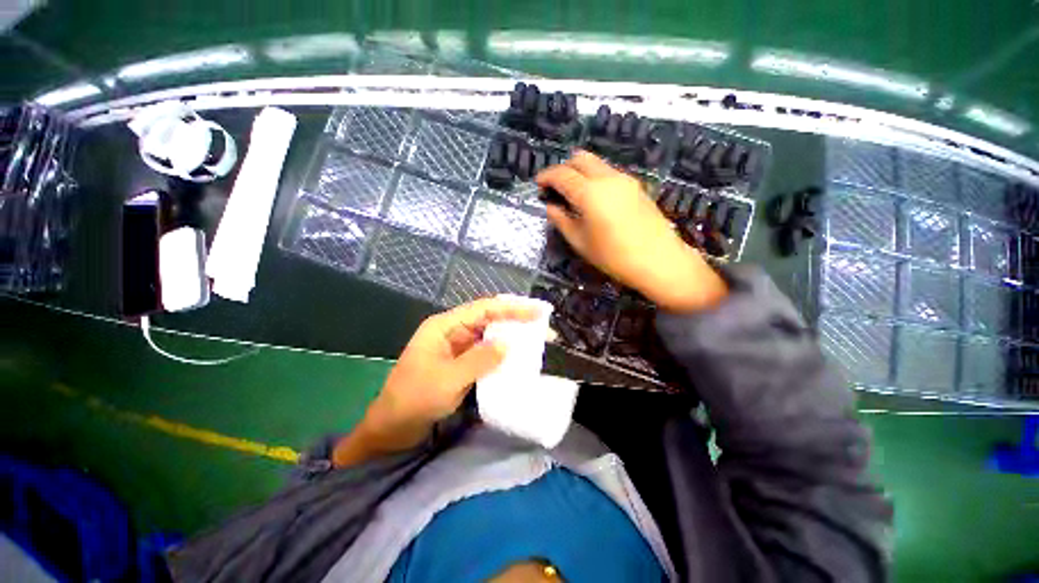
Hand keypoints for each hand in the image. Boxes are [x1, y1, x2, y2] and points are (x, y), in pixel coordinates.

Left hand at [333, 297, 540, 466]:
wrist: (392, 428)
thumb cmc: (414, 399)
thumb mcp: (449, 379)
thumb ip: (480, 359)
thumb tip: (508, 344)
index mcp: (444, 326)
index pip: (483, 309)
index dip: (511, 308)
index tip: (537, 311)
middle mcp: (452, 332)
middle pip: (488, 319)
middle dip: (514, 321)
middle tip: (542, 325)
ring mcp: (457, 348)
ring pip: (488, 336)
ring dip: (509, 337)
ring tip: (535, 339)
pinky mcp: (461, 363)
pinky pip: (485, 354)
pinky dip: (501, 354)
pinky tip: (516, 357)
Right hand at [536, 151, 726, 311]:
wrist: (658, 260)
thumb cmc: (613, 256)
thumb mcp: (580, 242)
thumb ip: (561, 220)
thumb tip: (551, 207)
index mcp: (589, 192)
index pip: (561, 174)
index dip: (546, 177)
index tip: (538, 184)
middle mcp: (607, 178)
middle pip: (580, 158)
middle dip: (563, 168)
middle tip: (555, 187)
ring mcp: (624, 179)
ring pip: (596, 163)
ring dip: (580, 172)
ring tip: (573, 193)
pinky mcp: (635, 186)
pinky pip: (608, 173)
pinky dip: (594, 177)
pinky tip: (593, 198)